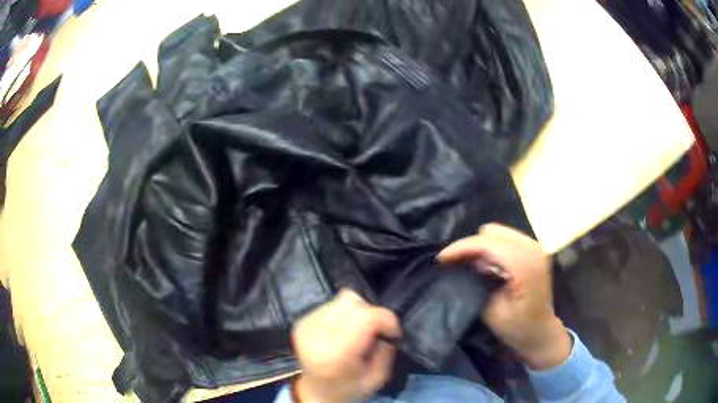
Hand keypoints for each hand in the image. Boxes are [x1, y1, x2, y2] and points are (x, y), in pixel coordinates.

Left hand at [292, 289, 401, 402]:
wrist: (315, 393)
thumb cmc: (348, 389)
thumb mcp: (377, 379)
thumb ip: (386, 351)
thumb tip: (387, 329)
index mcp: (336, 353)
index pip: (366, 317)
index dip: (387, 320)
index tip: (393, 333)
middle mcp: (317, 334)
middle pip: (353, 302)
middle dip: (373, 314)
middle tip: (376, 332)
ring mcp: (307, 325)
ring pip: (343, 299)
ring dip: (358, 312)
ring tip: (359, 332)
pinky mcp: (303, 321)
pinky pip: (332, 305)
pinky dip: (344, 314)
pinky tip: (344, 331)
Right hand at [438, 223, 570, 369]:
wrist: (541, 332)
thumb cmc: (517, 328)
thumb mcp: (492, 311)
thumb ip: (477, 283)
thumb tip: (464, 265)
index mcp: (525, 264)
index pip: (487, 243)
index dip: (461, 248)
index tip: (441, 259)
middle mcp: (532, 248)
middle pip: (491, 231)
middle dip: (471, 246)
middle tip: (458, 266)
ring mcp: (535, 246)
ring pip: (497, 232)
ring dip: (481, 247)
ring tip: (473, 268)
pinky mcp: (533, 249)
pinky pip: (505, 238)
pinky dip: (492, 249)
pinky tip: (488, 267)